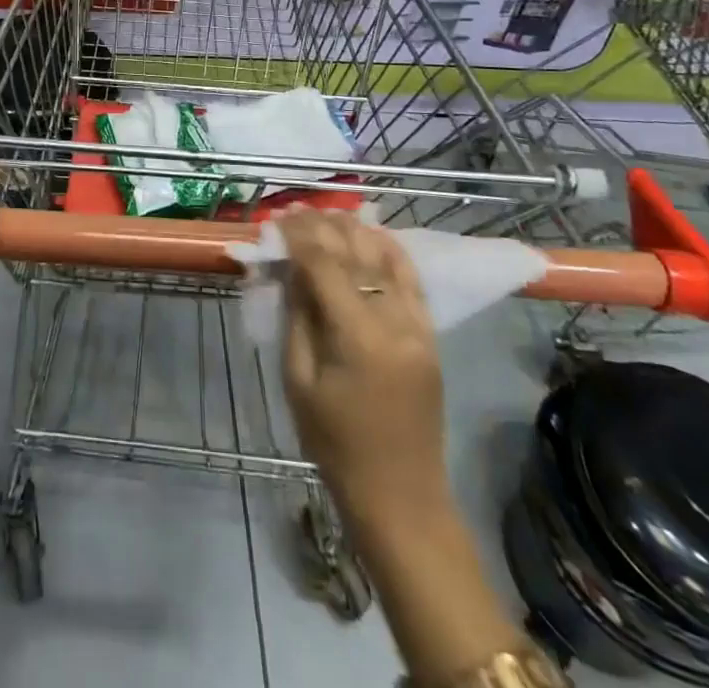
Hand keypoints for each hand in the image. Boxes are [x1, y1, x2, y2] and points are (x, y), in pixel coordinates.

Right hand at [279, 208, 447, 514]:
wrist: (401, 497)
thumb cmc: (335, 444)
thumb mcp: (298, 380)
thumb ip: (297, 316)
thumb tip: (291, 267)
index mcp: (358, 337)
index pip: (325, 265)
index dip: (299, 236)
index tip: (278, 217)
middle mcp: (395, 322)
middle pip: (356, 254)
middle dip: (323, 226)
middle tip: (295, 210)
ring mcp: (419, 327)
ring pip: (386, 259)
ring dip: (355, 230)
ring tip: (327, 213)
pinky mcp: (431, 335)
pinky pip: (411, 280)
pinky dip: (389, 251)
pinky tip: (371, 234)